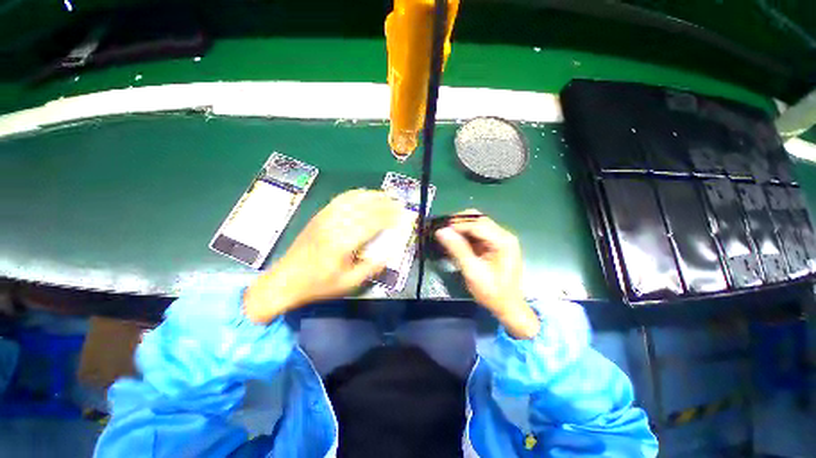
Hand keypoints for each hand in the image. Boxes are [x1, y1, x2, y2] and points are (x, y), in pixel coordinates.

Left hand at [244, 189, 402, 322]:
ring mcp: (325, 218)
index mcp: (342, 243)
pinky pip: (339, 199)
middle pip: (364, 208)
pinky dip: (355, 194)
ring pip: (352, 200)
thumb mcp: (349, 283)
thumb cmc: (319, 284)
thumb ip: (371, 267)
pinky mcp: (319, 216)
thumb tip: (389, 253)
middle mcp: (334, 226)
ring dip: (371, 196)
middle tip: (398, 203)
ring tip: (385, 195)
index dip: (388, 217)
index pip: (371, 223)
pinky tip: (364, 194)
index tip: (401, 214)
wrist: (285, 280)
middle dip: (384, 204)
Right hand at [435, 210, 539, 338]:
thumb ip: (457, 249)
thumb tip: (441, 231)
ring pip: (476, 224)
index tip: (440, 230)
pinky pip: (477, 233)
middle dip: (458, 223)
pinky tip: (455, 243)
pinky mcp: (495, 244)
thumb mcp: (472, 271)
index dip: (457, 224)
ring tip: (446, 237)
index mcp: (502, 240)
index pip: (477, 223)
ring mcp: (500, 239)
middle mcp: (503, 235)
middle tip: (443, 232)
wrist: (508, 307)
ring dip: (461, 229)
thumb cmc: (492, 292)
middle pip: (478, 219)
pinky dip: (465, 235)